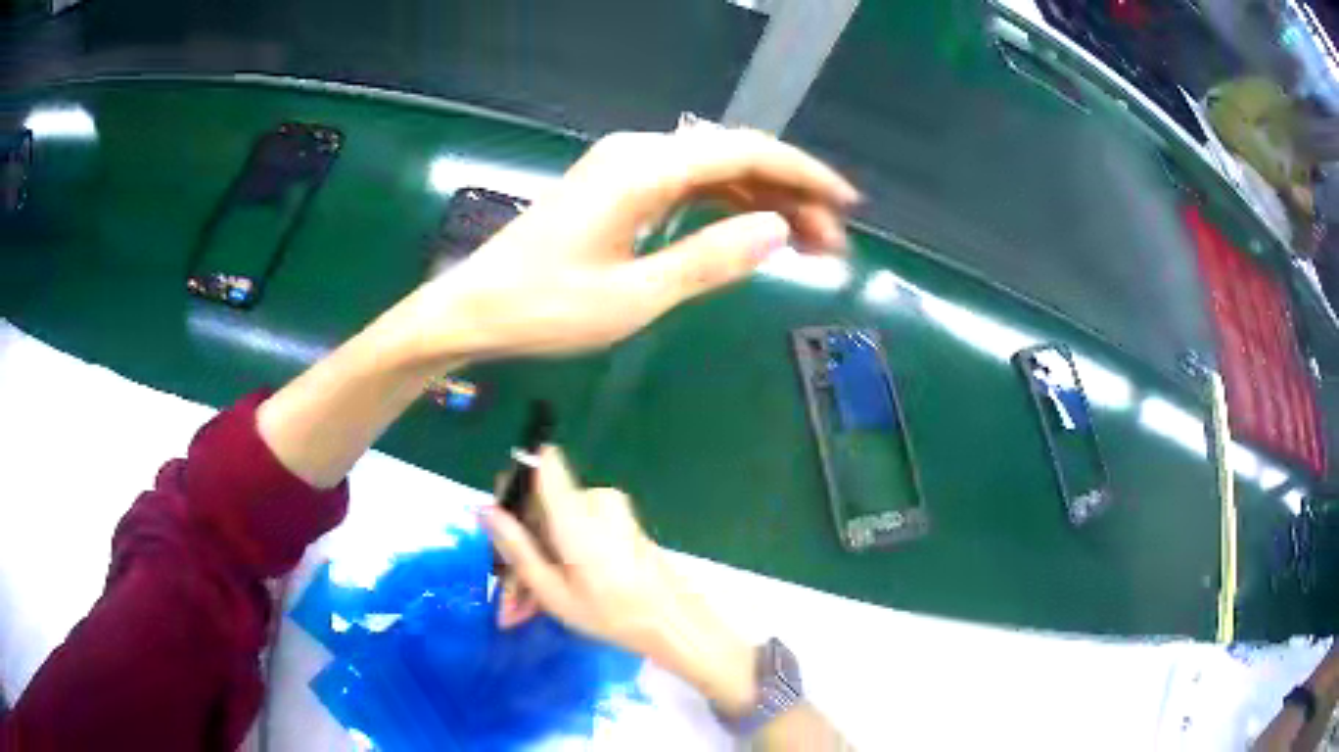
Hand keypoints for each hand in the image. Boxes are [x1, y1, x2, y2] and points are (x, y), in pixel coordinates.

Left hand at [405, 127, 857, 363]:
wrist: (474, 309)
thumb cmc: (545, 309)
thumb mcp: (635, 297)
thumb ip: (709, 260)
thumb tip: (781, 231)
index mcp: (644, 169)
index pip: (745, 152)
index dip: (804, 174)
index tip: (847, 205)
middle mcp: (639, 154)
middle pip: (734, 158)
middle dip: (790, 194)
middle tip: (833, 243)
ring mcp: (625, 168)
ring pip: (714, 172)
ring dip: (763, 202)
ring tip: (807, 244)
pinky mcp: (617, 188)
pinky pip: (687, 186)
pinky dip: (726, 207)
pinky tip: (752, 232)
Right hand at [482, 446, 680, 650]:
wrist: (670, 621)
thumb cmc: (609, 612)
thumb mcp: (552, 590)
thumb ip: (516, 547)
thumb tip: (484, 509)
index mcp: (576, 512)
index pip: (542, 464)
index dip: (514, 485)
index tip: (502, 521)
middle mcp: (594, 500)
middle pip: (542, 504)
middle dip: (521, 544)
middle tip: (511, 595)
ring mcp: (611, 509)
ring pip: (556, 522)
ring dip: (539, 558)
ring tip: (528, 607)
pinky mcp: (620, 520)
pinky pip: (577, 528)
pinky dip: (561, 556)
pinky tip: (552, 593)